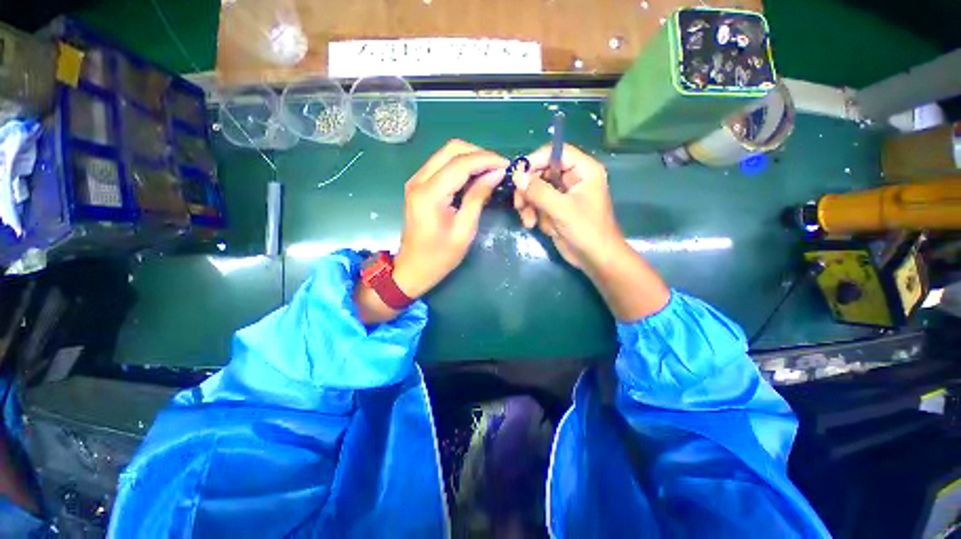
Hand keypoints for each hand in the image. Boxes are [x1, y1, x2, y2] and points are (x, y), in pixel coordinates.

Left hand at [393, 140, 507, 297]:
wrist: (412, 268)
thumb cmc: (439, 257)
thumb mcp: (464, 230)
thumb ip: (478, 198)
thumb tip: (496, 174)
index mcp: (429, 194)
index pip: (460, 163)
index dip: (486, 159)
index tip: (507, 165)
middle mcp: (419, 180)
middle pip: (451, 149)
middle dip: (479, 154)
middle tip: (499, 168)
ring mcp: (416, 181)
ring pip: (446, 154)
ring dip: (470, 158)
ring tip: (490, 172)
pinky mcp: (418, 185)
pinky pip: (442, 165)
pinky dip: (460, 166)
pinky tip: (474, 177)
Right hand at [512, 144, 624, 269]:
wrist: (595, 258)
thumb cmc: (586, 231)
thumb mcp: (561, 209)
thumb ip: (538, 191)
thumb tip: (516, 175)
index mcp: (583, 170)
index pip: (555, 152)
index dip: (535, 161)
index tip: (518, 176)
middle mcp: (572, 178)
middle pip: (541, 171)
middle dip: (528, 189)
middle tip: (519, 205)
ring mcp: (562, 194)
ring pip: (536, 188)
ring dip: (528, 204)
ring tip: (528, 221)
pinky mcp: (555, 208)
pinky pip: (536, 203)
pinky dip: (531, 213)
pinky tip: (533, 225)